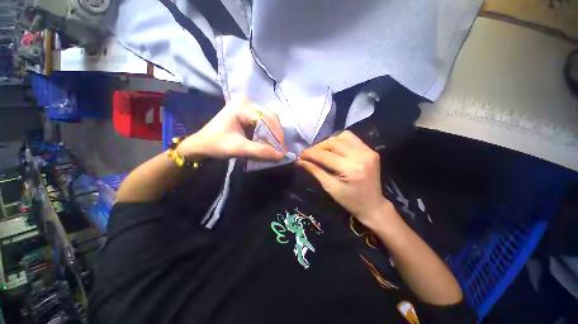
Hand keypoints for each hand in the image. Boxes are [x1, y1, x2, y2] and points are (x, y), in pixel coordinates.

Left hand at [177, 97, 284, 160]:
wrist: (202, 145)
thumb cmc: (216, 144)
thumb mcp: (238, 148)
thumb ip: (260, 151)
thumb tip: (281, 156)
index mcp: (242, 106)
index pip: (267, 118)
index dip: (277, 135)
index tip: (282, 150)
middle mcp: (247, 102)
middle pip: (271, 117)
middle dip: (277, 134)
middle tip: (280, 149)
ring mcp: (248, 107)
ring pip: (270, 119)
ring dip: (274, 133)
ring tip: (276, 147)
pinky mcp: (248, 114)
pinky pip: (265, 122)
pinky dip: (269, 133)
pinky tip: (270, 142)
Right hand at [297, 131, 392, 227]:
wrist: (373, 205)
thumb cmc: (350, 201)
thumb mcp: (330, 187)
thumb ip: (315, 171)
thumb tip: (300, 161)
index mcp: (350, 168)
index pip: (325, 155)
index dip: (310, 153)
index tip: (300, 155)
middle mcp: (361, 155)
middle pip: (333, 142)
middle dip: (318, 147)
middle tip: (309, 154)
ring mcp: (368, 151)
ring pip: (342, 136)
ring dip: (328, 142)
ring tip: (321, 151)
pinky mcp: (371, 150)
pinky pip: (351, 139)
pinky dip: (340, 141)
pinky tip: (334, 149)